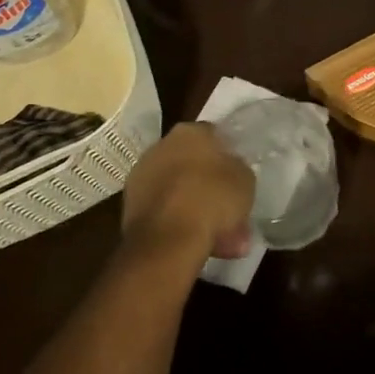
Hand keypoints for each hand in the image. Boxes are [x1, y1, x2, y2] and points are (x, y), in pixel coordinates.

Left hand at [120, 123, 253, 266]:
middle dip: (209, 184)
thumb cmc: (212, 198)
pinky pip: (164, 210)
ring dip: (195, 206)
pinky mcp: (129, 208)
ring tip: (220, 235)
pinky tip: (199, 242)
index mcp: (189, 131)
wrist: (167, 241)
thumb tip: (231, 169)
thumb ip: (238, 168)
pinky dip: (179, 222)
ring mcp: (141, 177)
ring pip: (178, 190)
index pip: (213, 135)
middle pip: (192, 163)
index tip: (237, 174)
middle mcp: (160, 146)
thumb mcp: (245, 179)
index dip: (227, 155)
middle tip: (228, 206)